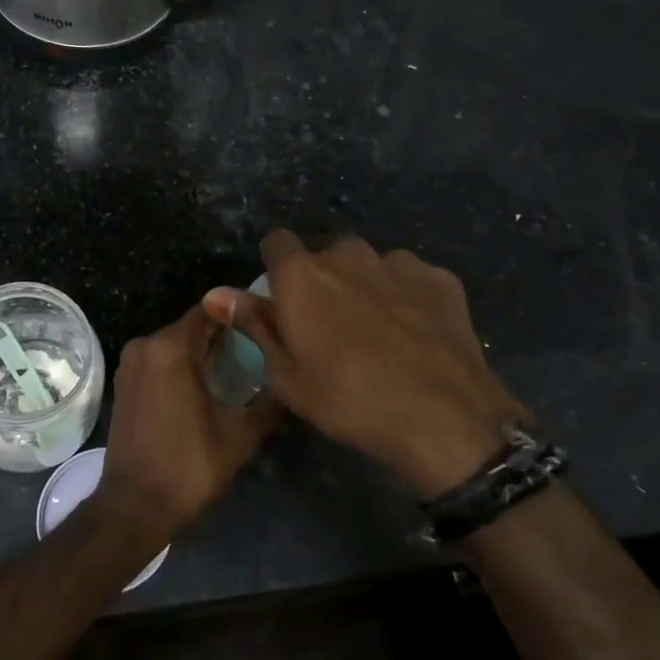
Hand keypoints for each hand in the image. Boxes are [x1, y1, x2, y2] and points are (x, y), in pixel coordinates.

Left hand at [93, 305, 281, 547]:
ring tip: (238, 368)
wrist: (134, 506)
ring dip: (202, 351)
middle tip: (258, 350)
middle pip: (192, 326)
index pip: (211, 311)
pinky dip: (181, 365)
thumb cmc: (189, 467)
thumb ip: (269, 400)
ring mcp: (130, 363)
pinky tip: (206, 385)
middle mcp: (145, 345)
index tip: (265, 325)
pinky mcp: (124, 381)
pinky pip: (159, 359)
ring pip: (174, 343)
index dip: (239, 315)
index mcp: (171, 348)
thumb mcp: (241, 435)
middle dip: (223, 335)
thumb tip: (292, 378)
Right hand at [204, 231, 527, 497]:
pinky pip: (410, 278)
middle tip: (331, 327)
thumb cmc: (349, 400)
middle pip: (325, 254)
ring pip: (369, 265)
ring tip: (377, 333)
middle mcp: (348, 255)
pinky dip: (406, 297)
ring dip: (365, 286)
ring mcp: (399, 263)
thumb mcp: (287, 375)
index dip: (275, 266)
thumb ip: (253, 324)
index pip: (276, 241)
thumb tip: (215, 293)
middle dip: (322, 280)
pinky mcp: (440, 279)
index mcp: (303, 275)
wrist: (445, 419)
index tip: (282, 298)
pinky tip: (416, 335)